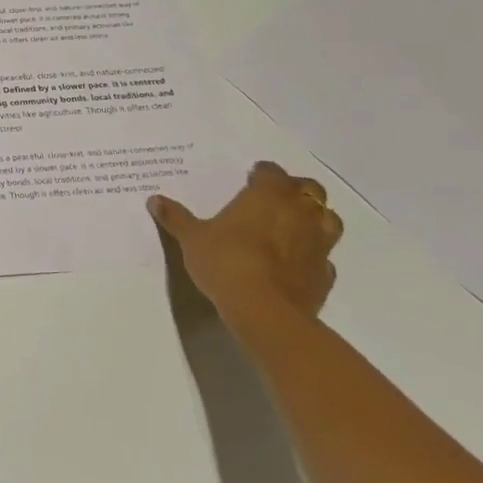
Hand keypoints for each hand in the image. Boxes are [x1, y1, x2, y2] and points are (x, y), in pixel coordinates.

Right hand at [150, 161, 341, 334]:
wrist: (264, 311)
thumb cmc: (226, 262)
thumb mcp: (192, 238)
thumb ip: (176, 217)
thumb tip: (154, 199)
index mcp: (267, 195)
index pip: (272, 172)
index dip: (262, 173)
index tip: (250, 178)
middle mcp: (299, 212)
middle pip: (309, 188)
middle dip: (294, 190)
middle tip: (274, 198)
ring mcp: (319, 243)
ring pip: (328, 219)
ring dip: (315, 218)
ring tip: (294, 226)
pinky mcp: (326, 274)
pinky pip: (325, 256)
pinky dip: (314, 255)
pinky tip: (297, 262)